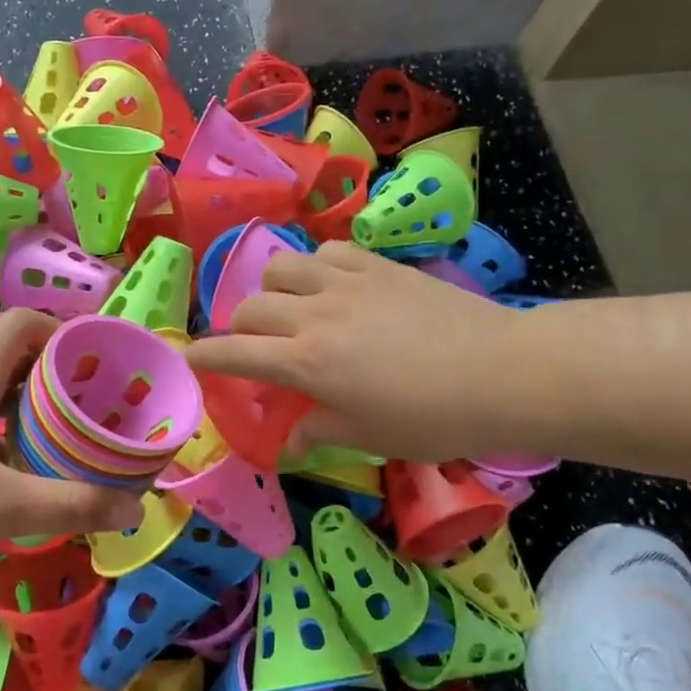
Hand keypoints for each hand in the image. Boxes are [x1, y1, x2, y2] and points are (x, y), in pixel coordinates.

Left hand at [0, 308, 143, 589]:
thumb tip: (135, 509)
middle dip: (62, 385)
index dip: (68, 335)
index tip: (104, 369)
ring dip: (35, 421)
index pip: (27, 324)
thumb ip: (70, 504)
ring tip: (74, 451)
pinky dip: (7, 449)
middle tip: (102, 417)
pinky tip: (23, 487)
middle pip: (18, 364)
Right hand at [185, 242, 519, 462]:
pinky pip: (328, 251)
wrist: (501, 372)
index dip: (205, 355)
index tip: (190, 357)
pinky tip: (333, 284)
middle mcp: (315, 315)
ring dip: (273, 288)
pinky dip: (316, 266)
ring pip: (282, 267)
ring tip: (290, 307)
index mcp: (306, 363)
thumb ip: (320, 430)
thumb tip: (290, 438)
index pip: (235, 353)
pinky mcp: (377, 265)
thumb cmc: (433, 417)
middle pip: (251, 306)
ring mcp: (346, 282)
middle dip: (239, 328)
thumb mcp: (370, 436)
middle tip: (255, 347)